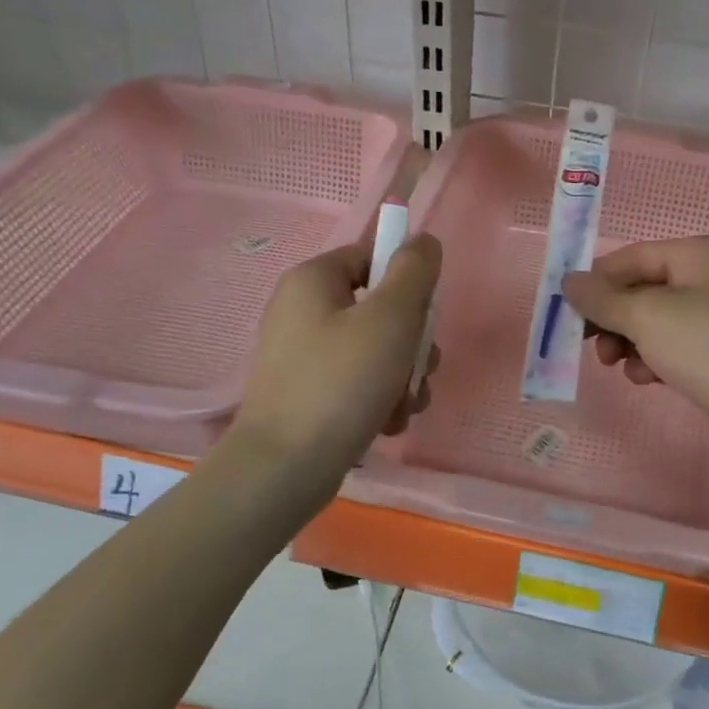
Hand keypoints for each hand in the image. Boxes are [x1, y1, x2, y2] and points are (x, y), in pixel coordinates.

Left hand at [230, 235, 440, 479]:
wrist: (285, 468)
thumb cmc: (342, 382)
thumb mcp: (391, 318)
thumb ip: (414, 272)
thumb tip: (423, 240)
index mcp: (313, 280)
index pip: (371, 256)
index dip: (406, 283)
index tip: (422, 317)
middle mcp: (301, 310)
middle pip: (378, 308)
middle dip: (411, 343)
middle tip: (419, 370)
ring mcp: (302, 355)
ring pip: (374, 350)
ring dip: (402, 377)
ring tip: (403, 407)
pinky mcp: (306, 393)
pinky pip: (356, 382)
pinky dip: (378, 399)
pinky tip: (386, 424)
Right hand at [562, 236, 708, 470]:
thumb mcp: (647, 316)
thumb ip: (603, 298)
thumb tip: (568, 281)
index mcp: (699, 254)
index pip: (632, 257)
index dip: (597, 281)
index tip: (566, 312)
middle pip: (642, 289)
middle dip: (612, 317)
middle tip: (590, 344)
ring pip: (654, 322)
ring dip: (629, 342)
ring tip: (619, 366)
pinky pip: (673, 347)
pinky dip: (653, 359)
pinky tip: (648, 379)